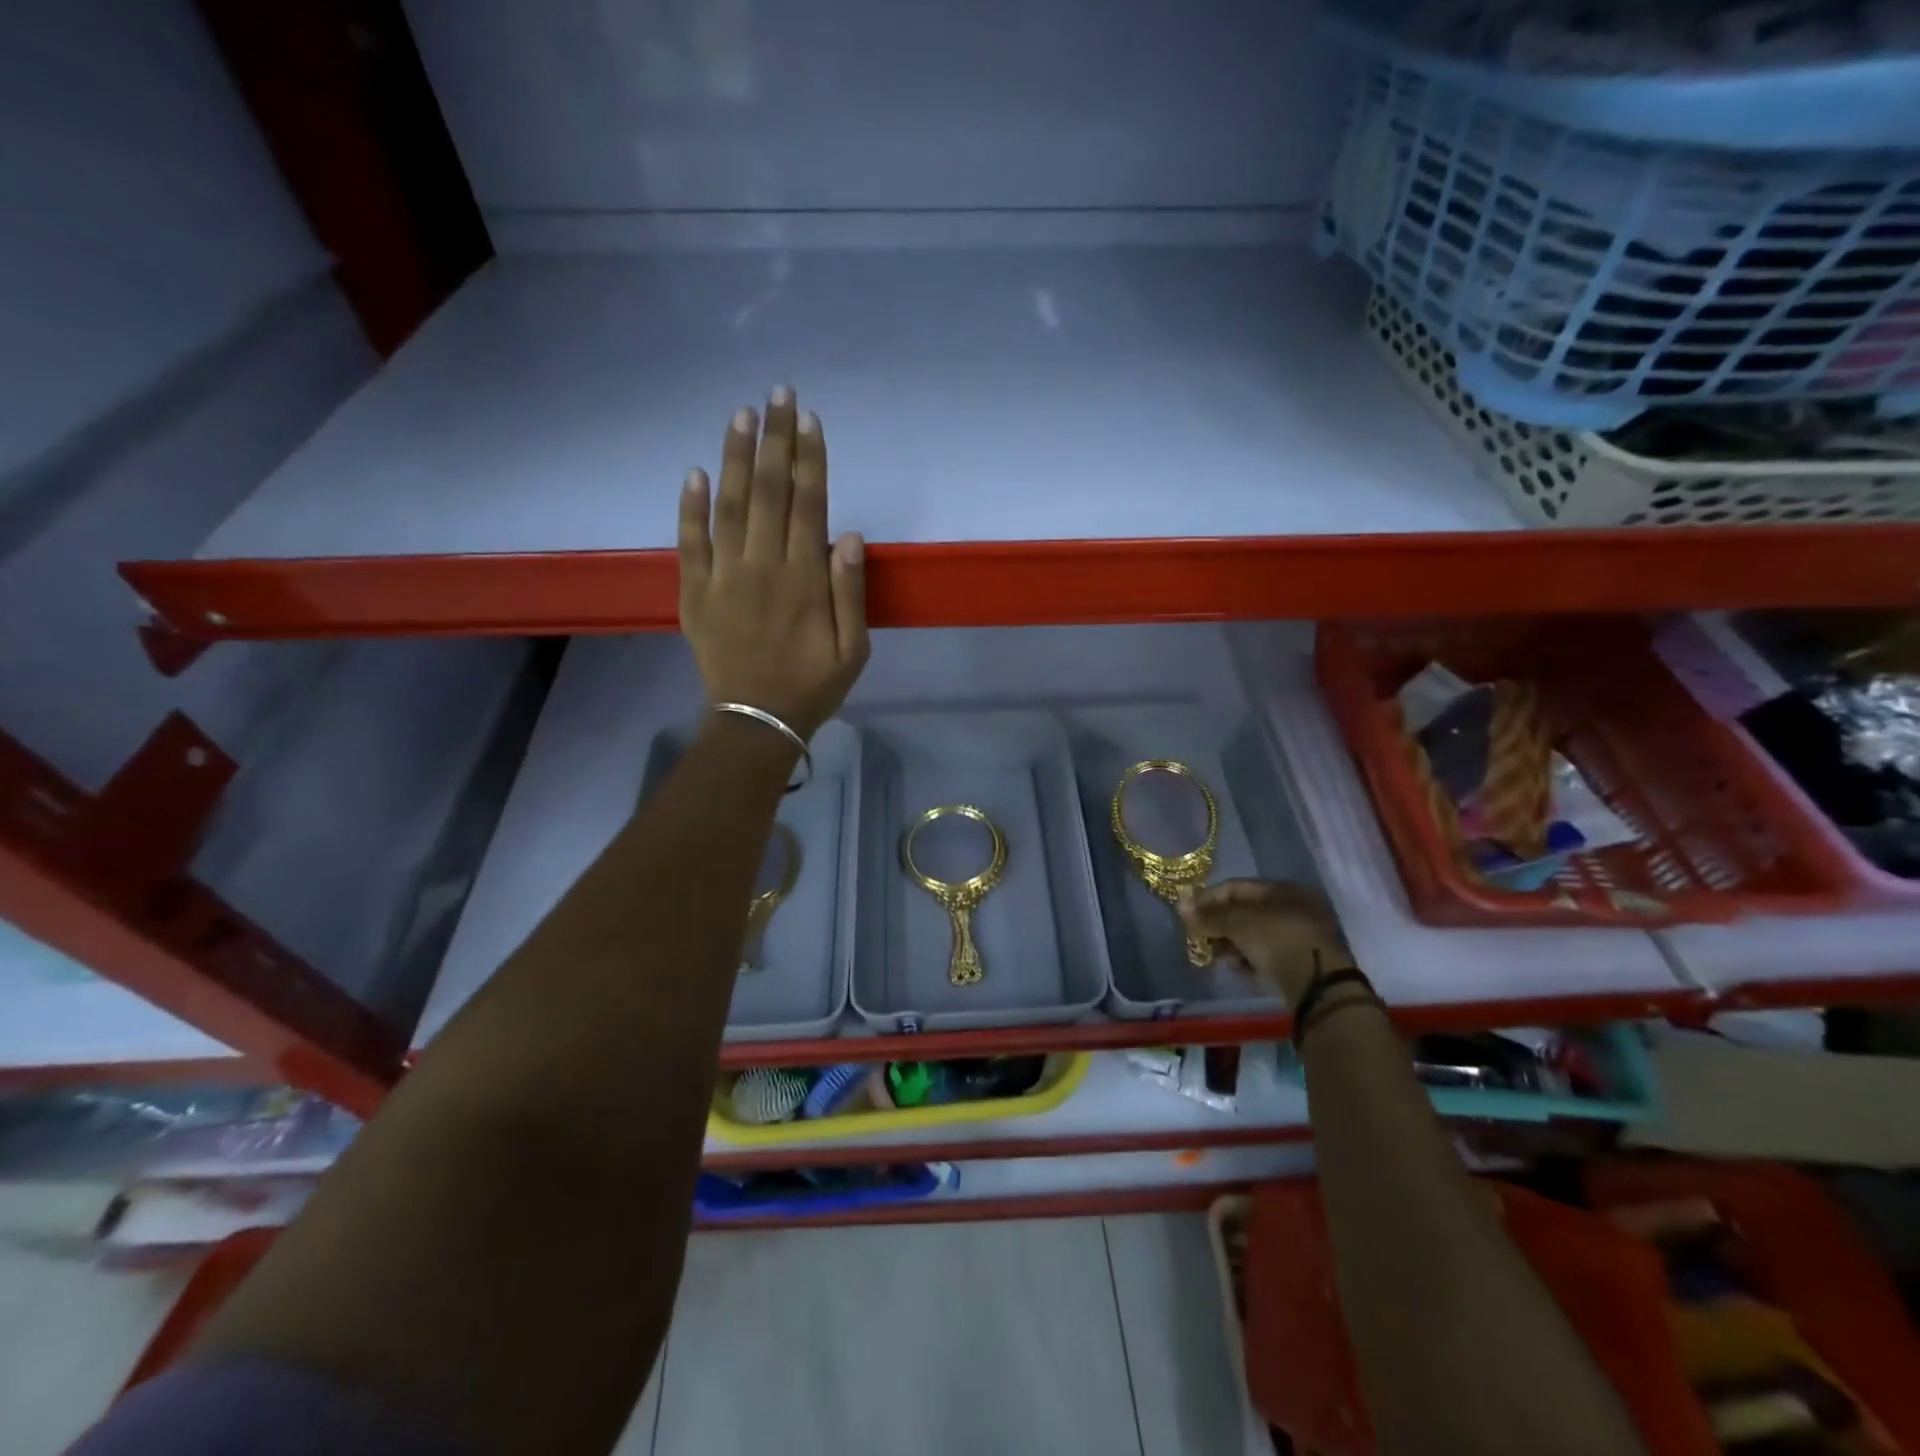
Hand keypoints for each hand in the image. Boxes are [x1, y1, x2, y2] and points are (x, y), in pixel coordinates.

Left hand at [679, 389, 869, 740]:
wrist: (756, 722)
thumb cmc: (813, 686)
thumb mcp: (854, 650)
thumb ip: (850, 591)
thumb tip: (848, 534)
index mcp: (804, 579)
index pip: (808, 504)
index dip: (809, 458)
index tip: (808, 418)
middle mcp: (763, 567)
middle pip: (768, 492)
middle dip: (774, 440)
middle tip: (777, 393)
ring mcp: (723, 578)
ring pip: (728, 506)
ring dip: (734, 457)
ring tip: (740, 414)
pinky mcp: (695, 593)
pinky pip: (689, 543)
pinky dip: (689, 507)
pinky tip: (693, 472)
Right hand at [1179, 879, 1354, 1005]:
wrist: (1319, 986)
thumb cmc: (1277, 940)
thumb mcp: (1238, 923)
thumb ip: (1209, 916)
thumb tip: (1181, 907)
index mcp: (1283, 889)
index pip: (1237, 887)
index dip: (1209, 898)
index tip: (1188, 913)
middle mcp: (1294, 907)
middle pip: (1246, 911)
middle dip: (1219, 923)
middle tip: (1198, 936)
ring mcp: (1300, 936)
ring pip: (1256, 934)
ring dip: (1231, 943)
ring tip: (1212, 955)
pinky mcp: (1301, 962)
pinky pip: (1267, 954)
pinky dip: (1249, 959)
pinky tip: (1235, 968)